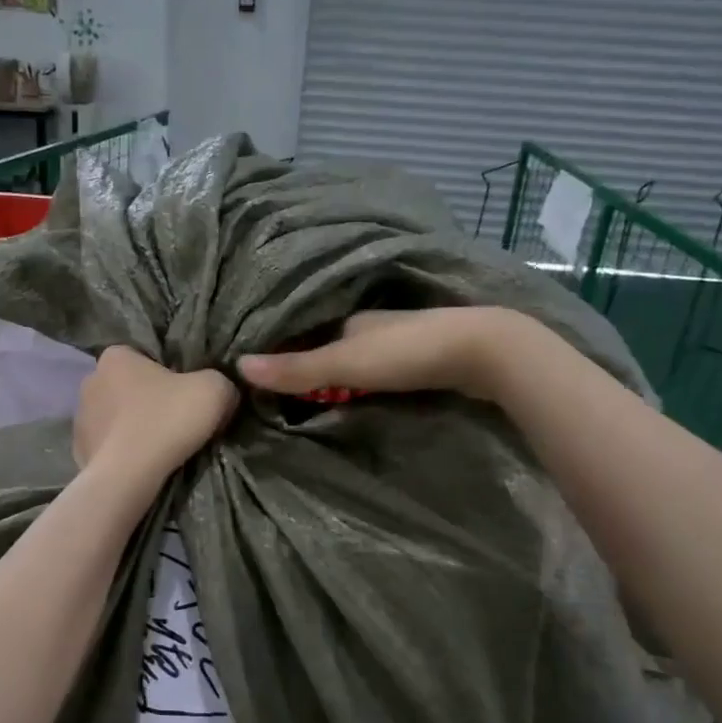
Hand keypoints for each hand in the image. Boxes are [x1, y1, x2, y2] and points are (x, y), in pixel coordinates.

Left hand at [74, 346, 238, 479]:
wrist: (129, 476)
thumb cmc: (167, 420)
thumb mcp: (214, 389)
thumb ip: (220, 380)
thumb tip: (220, 391)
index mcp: (116, 356)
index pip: (145, 356)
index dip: (169, 373)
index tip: (186, 394)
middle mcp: (90, 379)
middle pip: (129, 386)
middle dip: (149, 400)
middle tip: (176, 421)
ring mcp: (80, 417)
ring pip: (116, 416)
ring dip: (133, 426)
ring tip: (159, 447)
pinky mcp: (79, 450)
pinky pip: (107, 444)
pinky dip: (122, 451)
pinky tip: (141, 463)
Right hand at [237, 308, 533, 403]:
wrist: (483, 353)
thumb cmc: (407, 353)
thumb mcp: (345, 364)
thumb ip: (297, 369)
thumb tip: (237, 366)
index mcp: (350, 319)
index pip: (306, 336)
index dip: (285, 356)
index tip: (264, 380)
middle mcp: (372, 326)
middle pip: (332, 348)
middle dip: (313, 367)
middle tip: (287, 398)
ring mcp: (401, 342)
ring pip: (359, 360)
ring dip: (341, 378)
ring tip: (317, 403)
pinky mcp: (424, 360)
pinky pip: (382, 373)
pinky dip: (366, 384)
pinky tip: (362, 399)